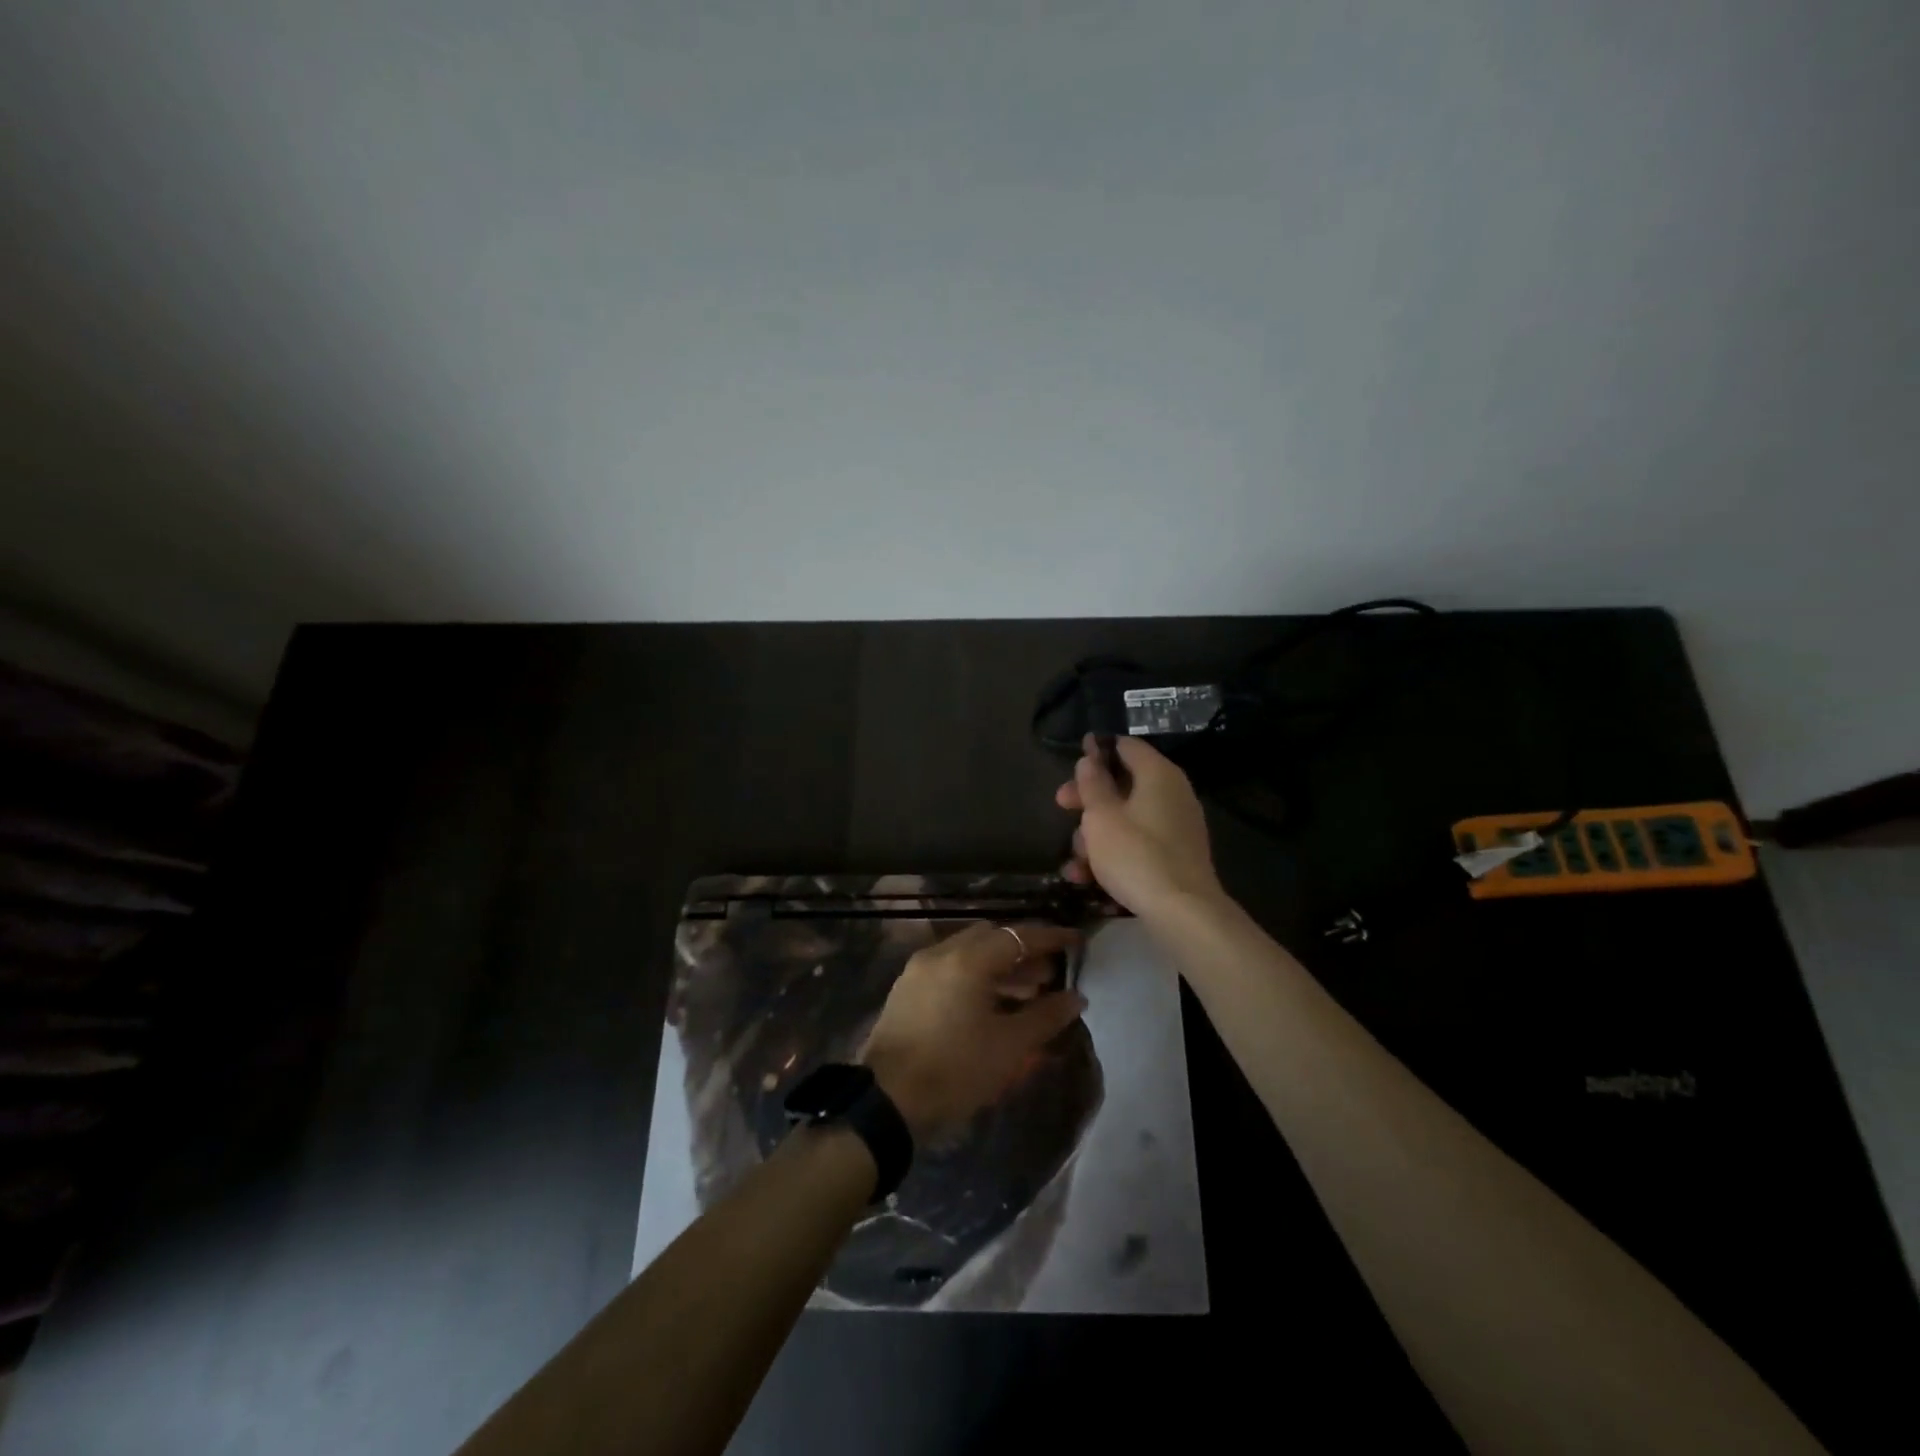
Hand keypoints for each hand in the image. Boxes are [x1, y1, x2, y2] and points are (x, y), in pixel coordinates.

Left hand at [860, 921, 1085, 1141]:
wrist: (887, 1102)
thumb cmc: (955, 1070)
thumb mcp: (1009, 1047)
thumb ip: (1045, 1016)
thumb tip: (1075, 997)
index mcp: (967, 960)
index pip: (1017, 936)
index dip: (1050, 937)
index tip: (1076, 940)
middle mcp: (940, 954)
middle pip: (990, 937)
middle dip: (1023, 950)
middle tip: (1050, 971)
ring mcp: (919, 970)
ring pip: (968, 953)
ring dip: (999, 965)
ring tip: (1028, 991)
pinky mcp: (907, 990)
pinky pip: (950, 969)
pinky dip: (975, 976)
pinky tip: (991, 1004)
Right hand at [1056, 732, 1222, 918]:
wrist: (1182, 912)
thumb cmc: (1135, 854)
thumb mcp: (1101, 816)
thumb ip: (1092, 783)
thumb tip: (1090, 759)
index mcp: (1158, 774)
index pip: (1125, 746)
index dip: (1097, 750)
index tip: (1073, 761)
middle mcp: (1172, 793)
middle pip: (1123, 784)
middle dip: (1088, 798)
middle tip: (1061, 805)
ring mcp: (1176, 826)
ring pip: (1126, 818)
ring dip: (1095, 835)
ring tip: (1075, 861)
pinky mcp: (1175, 856)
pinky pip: (1138, 843)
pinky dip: (1114, 853)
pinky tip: (1086, 877)